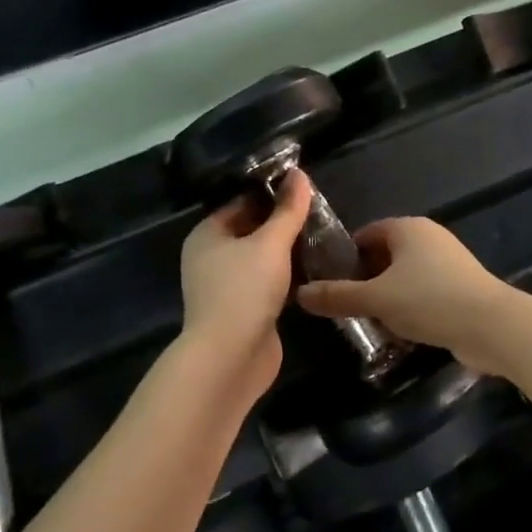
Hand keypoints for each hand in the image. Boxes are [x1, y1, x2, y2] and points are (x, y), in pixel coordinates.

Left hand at [178, 169, 313, 403]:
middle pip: (252, 229)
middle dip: (282, 222)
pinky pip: (268, 283)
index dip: (271, 193)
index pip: (242, 202)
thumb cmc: (244, 290)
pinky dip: (288, 276)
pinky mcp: (245, 310)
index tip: (304, 188)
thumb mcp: (270, 243)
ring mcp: (227, 286)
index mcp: (208, 235)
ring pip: (261, 258)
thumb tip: (299, 173)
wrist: (230, 358)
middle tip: (320, 211)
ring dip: (287, 251)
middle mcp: (211, 257)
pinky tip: (315, 269)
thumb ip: (288, 210)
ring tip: (323, 236)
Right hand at [298, 218, 517, 372]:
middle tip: (344, 307)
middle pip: (385, 255)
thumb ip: (337, 296)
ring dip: (387, 297)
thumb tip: (300, 294)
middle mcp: (429, 238)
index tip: (328, 283)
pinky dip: (410, 308)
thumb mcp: (376, 299)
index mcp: (407, 228)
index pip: (366, 234)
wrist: (491, 326)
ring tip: (368, 323)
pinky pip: (424, 293)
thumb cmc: (429, 300)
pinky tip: (400, 333)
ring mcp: (448, 263)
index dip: (345, 257)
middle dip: (365, 280)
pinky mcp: (461, 287)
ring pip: (405, 277)